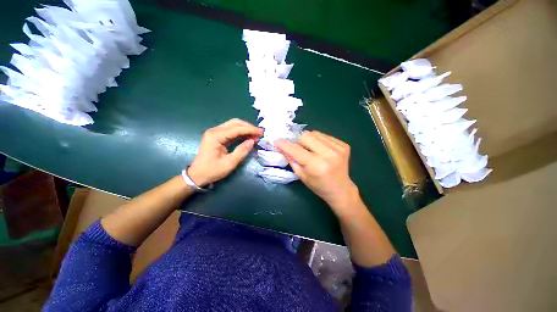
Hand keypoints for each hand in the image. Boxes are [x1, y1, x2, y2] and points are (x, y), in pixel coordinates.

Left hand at [188, 119, 262, 185]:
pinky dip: (241, 133)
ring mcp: (215, 133)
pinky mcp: (217, 136)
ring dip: (245, 129)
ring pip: (233, 125)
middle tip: (259, 133)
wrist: (197, 175)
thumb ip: (242, 151)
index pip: (237, 129)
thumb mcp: (229, 163)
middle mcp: (215, 131)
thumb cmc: (212, 170)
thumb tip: (252, 141)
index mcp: (216, 136)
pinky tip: (248, 136)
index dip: (250, 130)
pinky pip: (231, 131)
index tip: (261, 132)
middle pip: (235, 123)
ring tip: (256, 135)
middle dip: (248, 127)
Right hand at [275, 131, 359, 215]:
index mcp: (317, 166)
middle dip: (298, 141)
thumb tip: (281, 146)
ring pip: (315, 133)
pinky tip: (320, 149)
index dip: (285, 144)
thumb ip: (291, 159)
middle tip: (297, 148)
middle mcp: (329, 154)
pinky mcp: (343, 145)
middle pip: (306, 136)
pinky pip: (324, 135)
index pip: (296, 150)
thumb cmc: (319, 186)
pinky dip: (318, 140)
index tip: (277, 141)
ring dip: (308, 139)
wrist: (341, 189)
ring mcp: (338, 148)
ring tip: (309, 149)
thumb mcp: (301, 175)